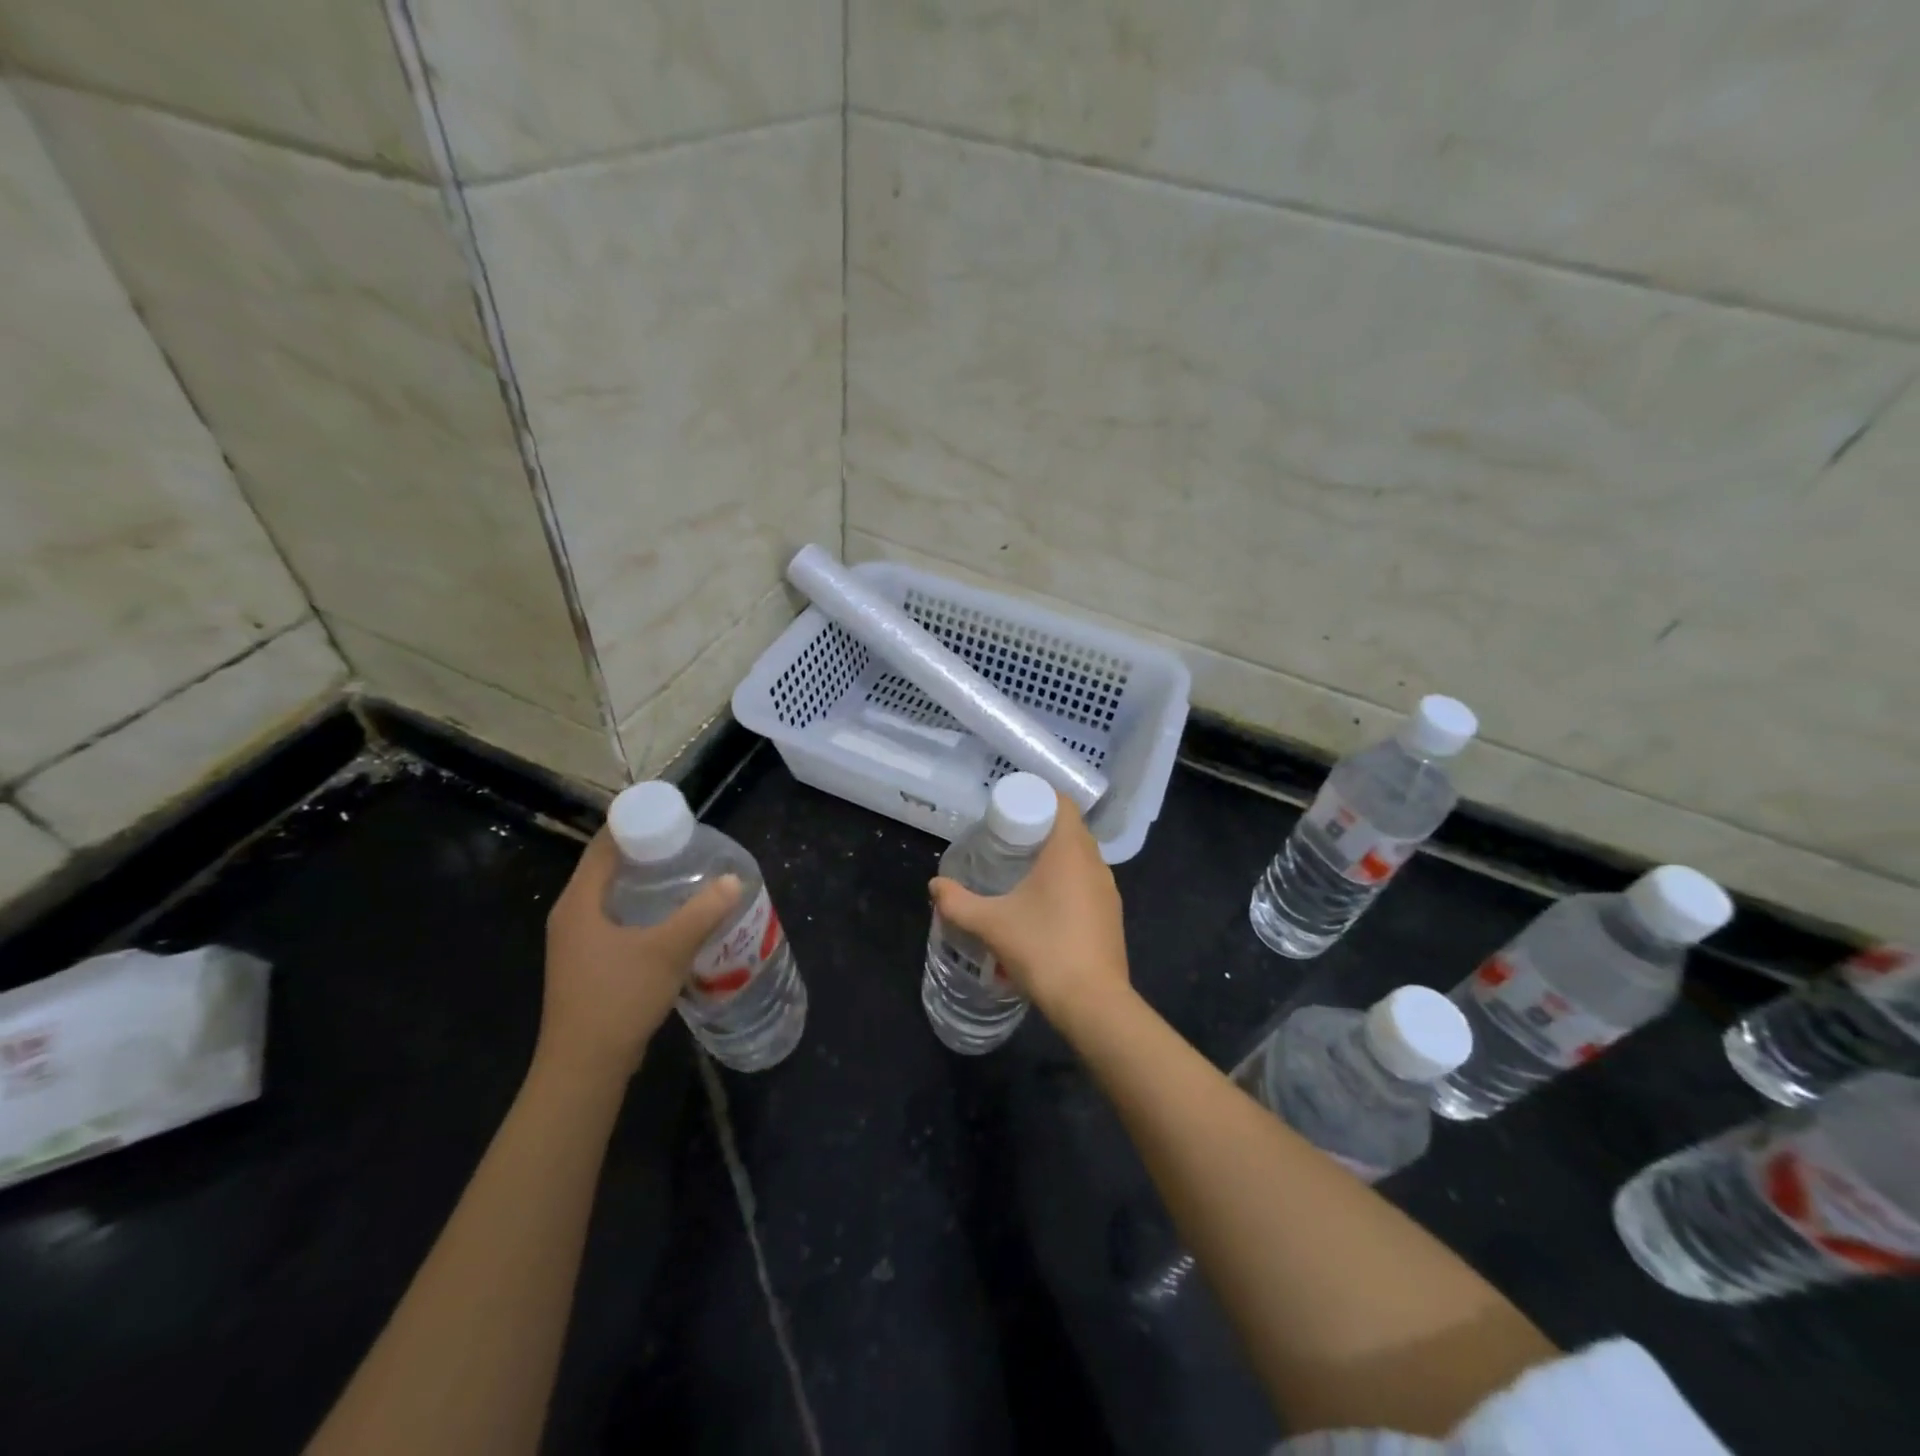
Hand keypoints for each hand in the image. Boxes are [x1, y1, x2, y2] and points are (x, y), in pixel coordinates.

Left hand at [540, 831, 739, 1077]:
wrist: (584, 1067)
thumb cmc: (618, 998)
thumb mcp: (667, 951)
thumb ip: (702, 913)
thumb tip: (733, 880)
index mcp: (579, 902)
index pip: (603, 845)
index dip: (633, 823)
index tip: (671, 814)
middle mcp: (571, 915)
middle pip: (607, 868)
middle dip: (646, 851)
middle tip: (687, 844)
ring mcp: (576, 942)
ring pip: (612, 897)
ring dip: (644, 882)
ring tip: (686, 874)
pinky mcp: (587, 964)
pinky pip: (614, 920)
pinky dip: (641, 909)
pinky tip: (672, 918)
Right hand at [929, 794, 1129, 1026]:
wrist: (1093, 1002)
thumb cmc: (1043, 949)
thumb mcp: (991, 924)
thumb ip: (958, 902)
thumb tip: (935, 886)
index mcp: (1070, 851)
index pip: (1062, 803)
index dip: (1037, 798)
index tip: (1010, 811)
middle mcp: (1095, 863)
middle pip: (1070, 829)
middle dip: (1040, 829)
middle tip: (1007, 841)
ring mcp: (1108, 890)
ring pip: (1081, 858)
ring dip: (1055, 857)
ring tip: (1022, 872)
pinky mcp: (1112, 915)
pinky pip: (1088, 883)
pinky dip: (1067, 882)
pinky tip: (1044, 906)